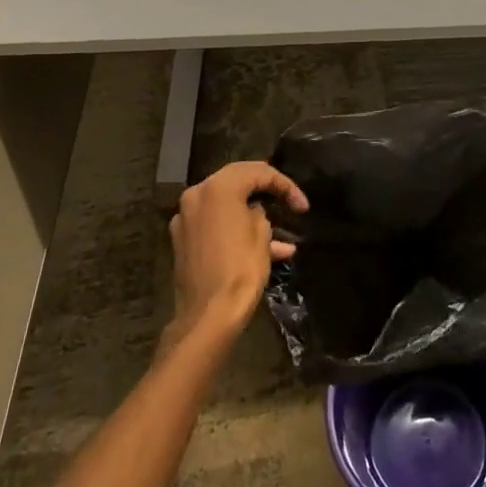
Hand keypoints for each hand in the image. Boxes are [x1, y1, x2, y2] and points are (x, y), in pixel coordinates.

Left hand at [169, 162, 305, 342]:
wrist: (208, 314)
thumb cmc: (240, 269)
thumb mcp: (261, 234)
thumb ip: (259, 213)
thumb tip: (253, 212)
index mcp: (218, 187)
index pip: (258, 172)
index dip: (285, 185)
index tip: (303, 206)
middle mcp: (196, 195)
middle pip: (237, 181)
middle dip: (265, 190)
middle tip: (287, 199)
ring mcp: (185, 218)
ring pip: (225, 205)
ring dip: (251, 215)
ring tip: (281, 235)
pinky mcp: (182, 240)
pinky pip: (214, 225)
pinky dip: (235, 231)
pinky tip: (262, 250)